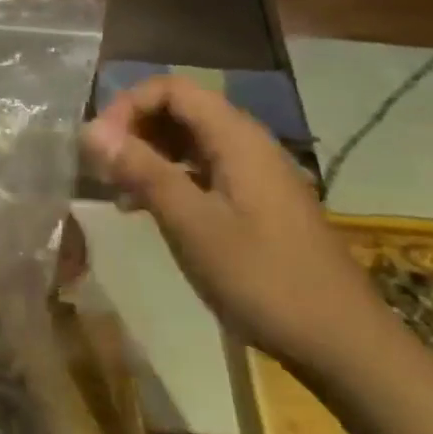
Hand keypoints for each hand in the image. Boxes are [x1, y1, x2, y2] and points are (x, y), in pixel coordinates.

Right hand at [81, 75, 385, 370]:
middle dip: (134, 129)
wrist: (342, 345)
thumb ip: (142, 170)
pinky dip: (167, 178)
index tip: (99, 145)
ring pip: (188, 141)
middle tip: (102, 168)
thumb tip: (90, 129)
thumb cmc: (263, 279)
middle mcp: (247, 144)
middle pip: (180, 110)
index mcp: (237, 139)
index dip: (128, 105)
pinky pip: (201, 170)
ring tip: (117, 190)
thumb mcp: (192, 224)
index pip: (171, 88)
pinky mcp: (255, 203)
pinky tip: (144, 210)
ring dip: (146, 154)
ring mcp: (254, 174)